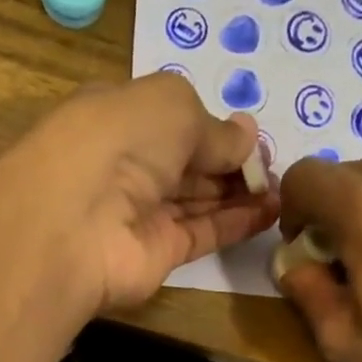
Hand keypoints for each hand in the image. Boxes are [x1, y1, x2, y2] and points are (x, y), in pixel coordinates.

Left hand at [0, 73, 280, 317]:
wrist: (77, 224)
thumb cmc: (120, 142)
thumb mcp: (174, 107)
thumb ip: (214, 127)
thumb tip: (248, 136)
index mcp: (121, 116)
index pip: (172, 120)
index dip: (213, 126)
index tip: (253, 135)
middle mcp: (129, 165)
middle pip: (188, 162)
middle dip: (231, 161)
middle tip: (276, 165)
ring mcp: (142, 213)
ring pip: (198, 199)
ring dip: (241, 192)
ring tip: (284, 188)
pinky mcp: (158, 254)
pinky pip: (204, 233)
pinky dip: (237, 223)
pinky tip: (271, 211)